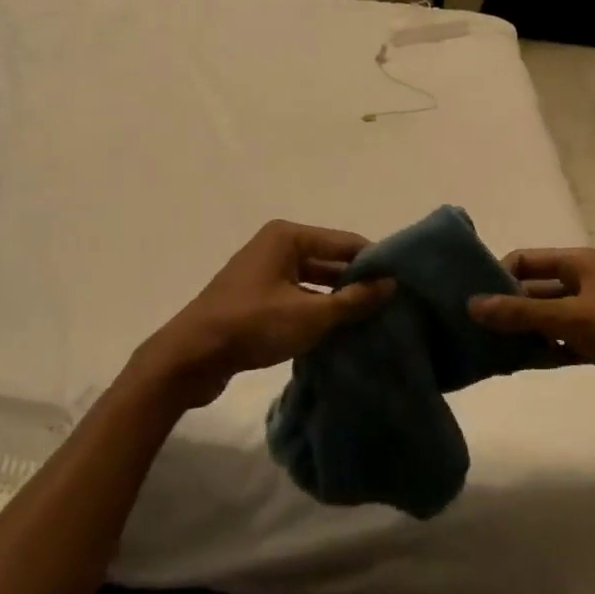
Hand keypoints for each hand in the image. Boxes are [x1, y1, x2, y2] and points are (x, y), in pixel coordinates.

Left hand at [135, 221, 395, 410]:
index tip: (404, 285)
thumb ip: (353, 300)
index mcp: (288, 237)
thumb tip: (391, 284)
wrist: (190, 357)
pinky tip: (340, 335)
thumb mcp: (310, 315)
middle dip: (357, 284)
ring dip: (338, 302)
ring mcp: (265, 274)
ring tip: (373, 323)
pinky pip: (298, 299)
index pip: (345, 242)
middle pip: (330, 261)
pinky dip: (317, 313)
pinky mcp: (257, 300)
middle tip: (393, 308)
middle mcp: (277, 247)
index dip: (374, 263)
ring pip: (314, 283)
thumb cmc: (252, 325)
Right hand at [469, 247, 594, 433]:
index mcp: (580, 263)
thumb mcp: (574, 318)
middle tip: (471, 330)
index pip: (525, 260)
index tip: (469, 300)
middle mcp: (586, 283)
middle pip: (535, 289)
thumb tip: (471, 305)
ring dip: (524, 332)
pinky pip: (566, 344)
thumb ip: (521, 313)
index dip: (496, 275)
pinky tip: (522, 366)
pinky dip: (546, 351)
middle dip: (506, 306)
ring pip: (549, 319)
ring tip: (488, 351)